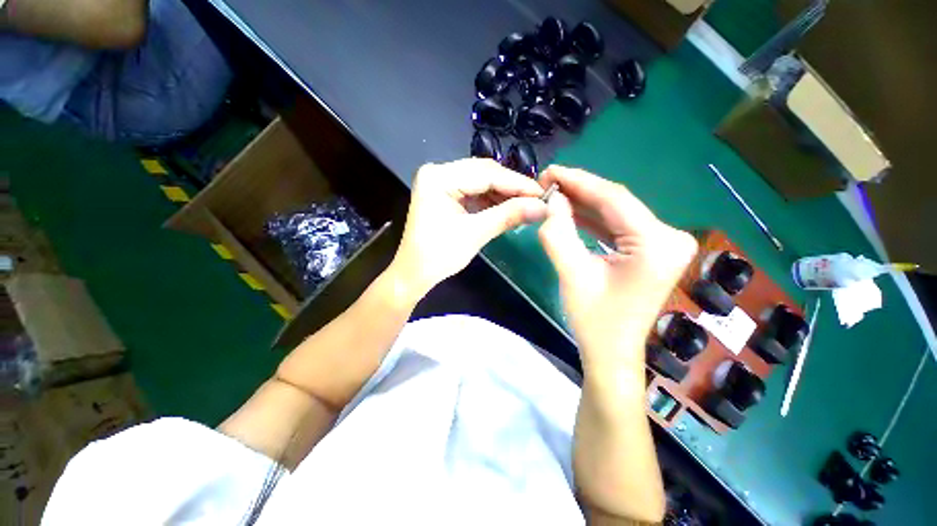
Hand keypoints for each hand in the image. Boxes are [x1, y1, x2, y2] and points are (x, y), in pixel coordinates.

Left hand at [391, 158, 547, 296]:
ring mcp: (441, 182)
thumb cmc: (439, 255)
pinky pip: (474, 191)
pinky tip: (509, 207)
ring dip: (503, 194)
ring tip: (526, 205)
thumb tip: (543, 206)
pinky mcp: (446, 194)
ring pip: (481, 182)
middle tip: (537, 199)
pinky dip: (492, 200)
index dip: (517, 183)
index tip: (543, 193)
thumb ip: (509, 215)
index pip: (486, 173)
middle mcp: (439, 172)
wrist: (414, 273)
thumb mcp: (475, 233)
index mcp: (439, 177)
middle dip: (511, 187)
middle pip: (484, 173)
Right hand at [537, 166, 697, 370]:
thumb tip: (551, 200)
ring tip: (554, 193)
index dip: (578, 181)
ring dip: (584, 203)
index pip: (613, 198)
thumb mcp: (571, 274)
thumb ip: (558, 233)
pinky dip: (593, 219)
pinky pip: (618, 226)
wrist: (612, 352)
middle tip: (548, 181)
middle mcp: (669, 237)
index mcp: (656, 244)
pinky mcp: (652, 250)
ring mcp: (663, 243)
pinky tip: (571, 210)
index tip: (550, 171)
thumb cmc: (594, 320)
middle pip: (617, 203)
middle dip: (579, 190)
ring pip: (616, 212)